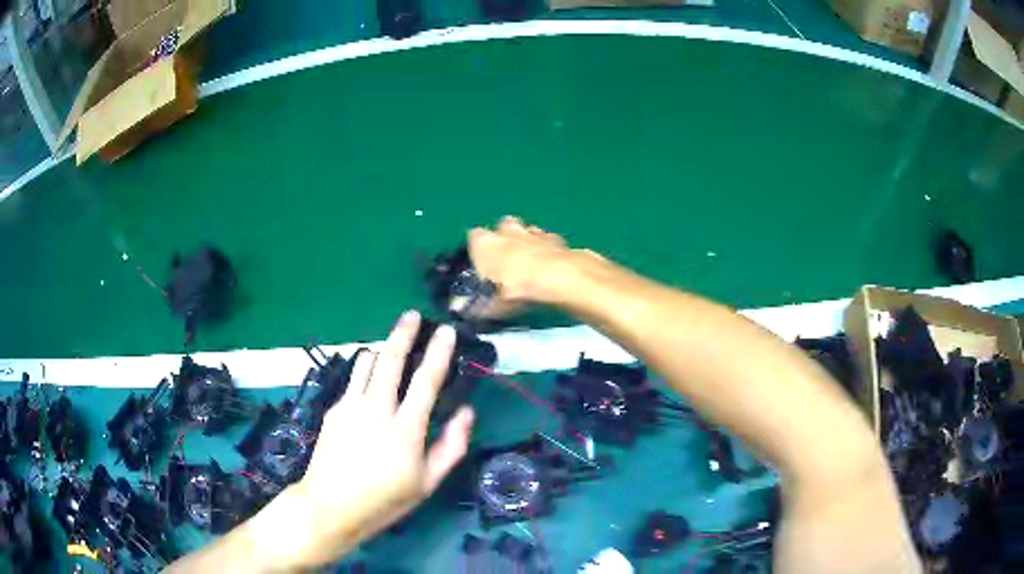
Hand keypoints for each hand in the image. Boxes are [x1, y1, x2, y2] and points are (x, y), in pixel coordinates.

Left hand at [249, 311, 474, 569]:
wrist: (330, 506)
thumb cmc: (385, 500)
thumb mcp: (428, 483)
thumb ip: (451, 446)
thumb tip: (467, 412)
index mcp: (405, 429)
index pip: (426, 381)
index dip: (438, 353)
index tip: (446, 330)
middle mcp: (376, 409)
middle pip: (390, 360)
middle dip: (403, 333)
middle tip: (412, 315)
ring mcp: (350, 406)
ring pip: (366, 363)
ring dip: (381, 349)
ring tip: (391, 344)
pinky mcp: (333, 410)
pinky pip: (352, 381)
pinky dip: (365, 371)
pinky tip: (370, 380)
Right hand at [468, 216, 595, 316]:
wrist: (557, 278)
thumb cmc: (516, 288)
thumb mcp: (492, 304)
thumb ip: (476, 305)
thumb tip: (458, 308)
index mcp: (484, 242)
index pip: (473, 237)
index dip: (476, 250)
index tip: (480, 266)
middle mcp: (505, 230)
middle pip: (501, 227)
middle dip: (503, 240)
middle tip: (506, 262)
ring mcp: (532, 231)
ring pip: (526, 231)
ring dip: (527, 243)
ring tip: (529, 265)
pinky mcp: (556, 238)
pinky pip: (547, 240)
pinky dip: (548, 250)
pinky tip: (550, 266)